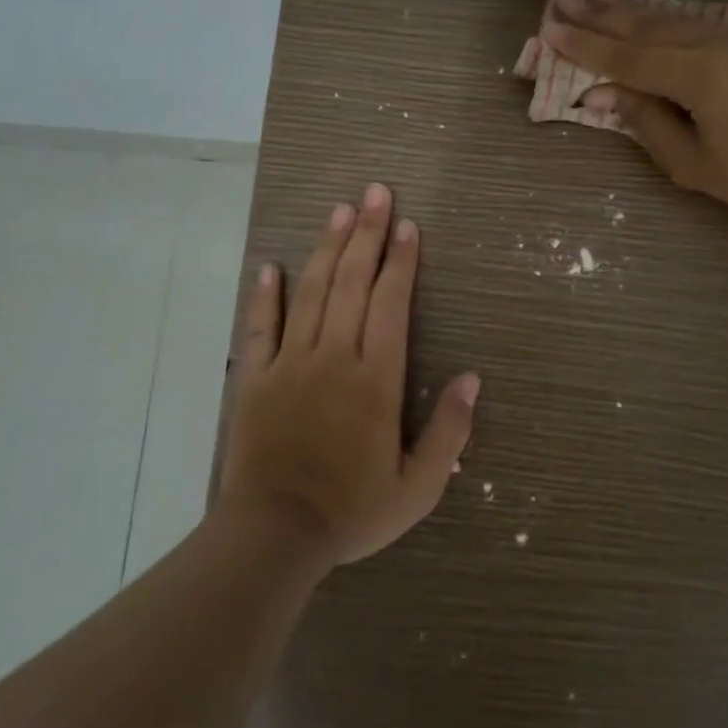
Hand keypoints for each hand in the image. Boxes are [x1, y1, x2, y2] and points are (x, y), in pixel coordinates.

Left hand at [219, 183, 479, 567]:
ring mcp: (289, 363)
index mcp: (375, 379)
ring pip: (311, 292)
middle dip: (367, 233)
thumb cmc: (351, 512)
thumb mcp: (417, 487)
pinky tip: (272, 266)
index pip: (391, 303)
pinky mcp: (255, 378)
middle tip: (376, 192)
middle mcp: (334, 357)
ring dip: (327, 248)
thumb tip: (473, 378)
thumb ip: (450, 432)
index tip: (407, 225)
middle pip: (352, 282)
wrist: (273, 536)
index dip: (401, 261)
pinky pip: (260, 327)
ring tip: (339, 210)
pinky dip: (266, 294)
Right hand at [545, 0, 727, 228]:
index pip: (629, 58)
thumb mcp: (691, 162)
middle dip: (601, 14)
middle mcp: (720, 44)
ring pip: (673, 18)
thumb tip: (599, 92)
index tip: (550, 28)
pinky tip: (645, 8)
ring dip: (631, 6)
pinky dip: (665, 16)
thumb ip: (644, 119)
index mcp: (703, 76)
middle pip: (647, 27)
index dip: (586, 45)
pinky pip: (698, 23)